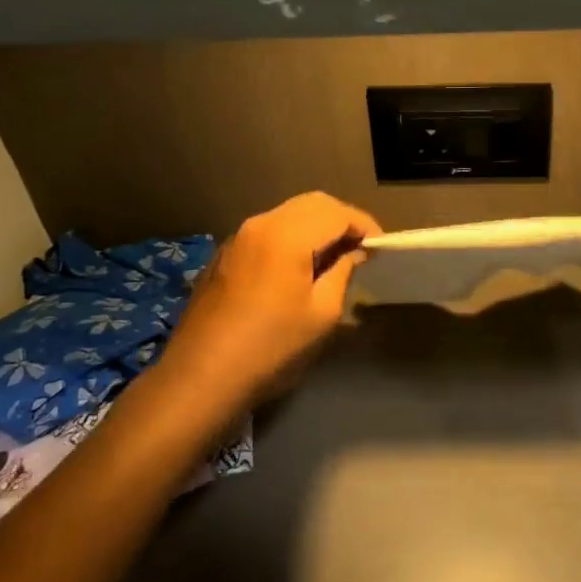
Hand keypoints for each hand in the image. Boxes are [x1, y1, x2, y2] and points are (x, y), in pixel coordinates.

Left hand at [158, 192, 380, 408]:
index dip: (364, 226)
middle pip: (312, 204)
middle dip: (341, 220)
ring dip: (316, 227)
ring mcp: (238, 238)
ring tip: (334, 258)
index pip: (337, 212)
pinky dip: (292, 237)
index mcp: (287, 234)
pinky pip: (268, 231)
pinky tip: (299, 267)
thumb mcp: (321, 314)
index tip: (380, 248)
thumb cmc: (271, 347)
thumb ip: (343, 272)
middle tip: (360, 249)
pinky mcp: (224, 255)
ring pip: (288, 214)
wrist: (200, 378)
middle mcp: (260, 224)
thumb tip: (353, 254)